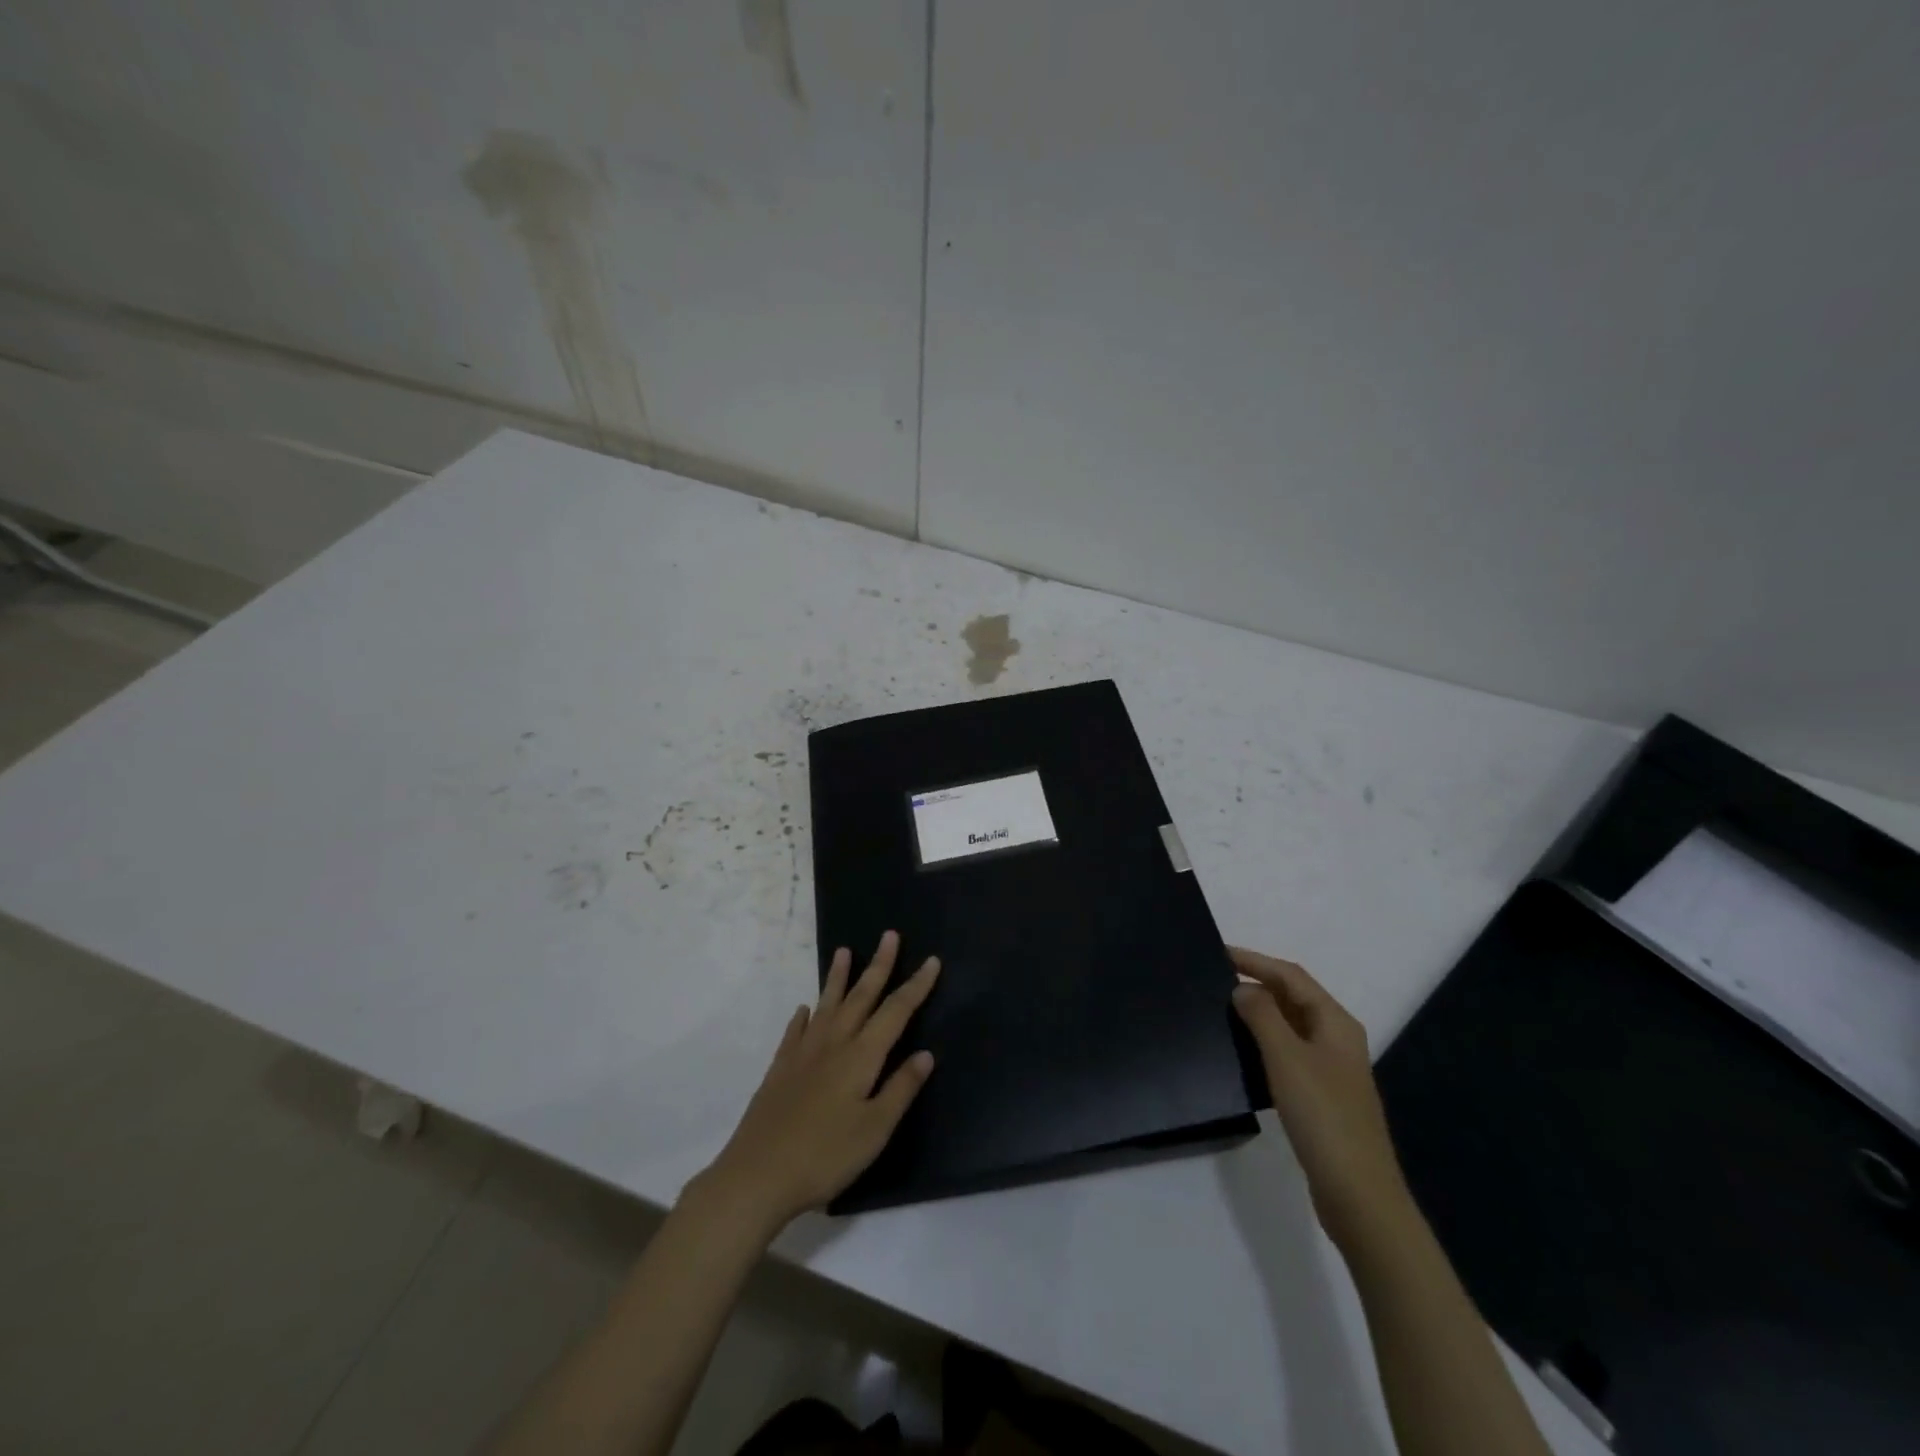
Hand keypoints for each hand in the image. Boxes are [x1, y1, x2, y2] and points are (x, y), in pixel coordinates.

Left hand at [691, 931, 939, 1232]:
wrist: (757, 1175)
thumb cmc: (825, 1156)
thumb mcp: (874, 1130)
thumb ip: (900, 1089)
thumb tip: (925, 1053)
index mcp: (861, 1056)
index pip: (896, 1012)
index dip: (916, 986)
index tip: (931, 960)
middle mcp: (834, 1043)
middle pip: (861, 996)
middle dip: (878, 965)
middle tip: (889, 935)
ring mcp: (803, 1053)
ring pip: (827, 1005)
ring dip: (838, 978)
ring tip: (843, 951)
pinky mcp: (780, 1069)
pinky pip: (795, 1031)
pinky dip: (803, 1016)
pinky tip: (804, 1010)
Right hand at [1230, 947, 1412, 1248]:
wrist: (1358, 1194)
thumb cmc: (1323, 1116)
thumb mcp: (1286, 1058)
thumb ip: (1262, 1016)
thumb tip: (1242, 989)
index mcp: (1335, 1022)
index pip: (1291, 976)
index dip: (1255, 960)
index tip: (1218, 952)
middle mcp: (1337, 1039)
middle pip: (1293, 997)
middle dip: (1257, 983)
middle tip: (1214, 979)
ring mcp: (1331, 1069)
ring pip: (1290, 1026)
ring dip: (1259, 1013)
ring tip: (1221, 1009)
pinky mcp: (1321, 1096)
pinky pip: (1288, 1053)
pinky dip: (1264, 1043)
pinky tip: (1241, 1052)